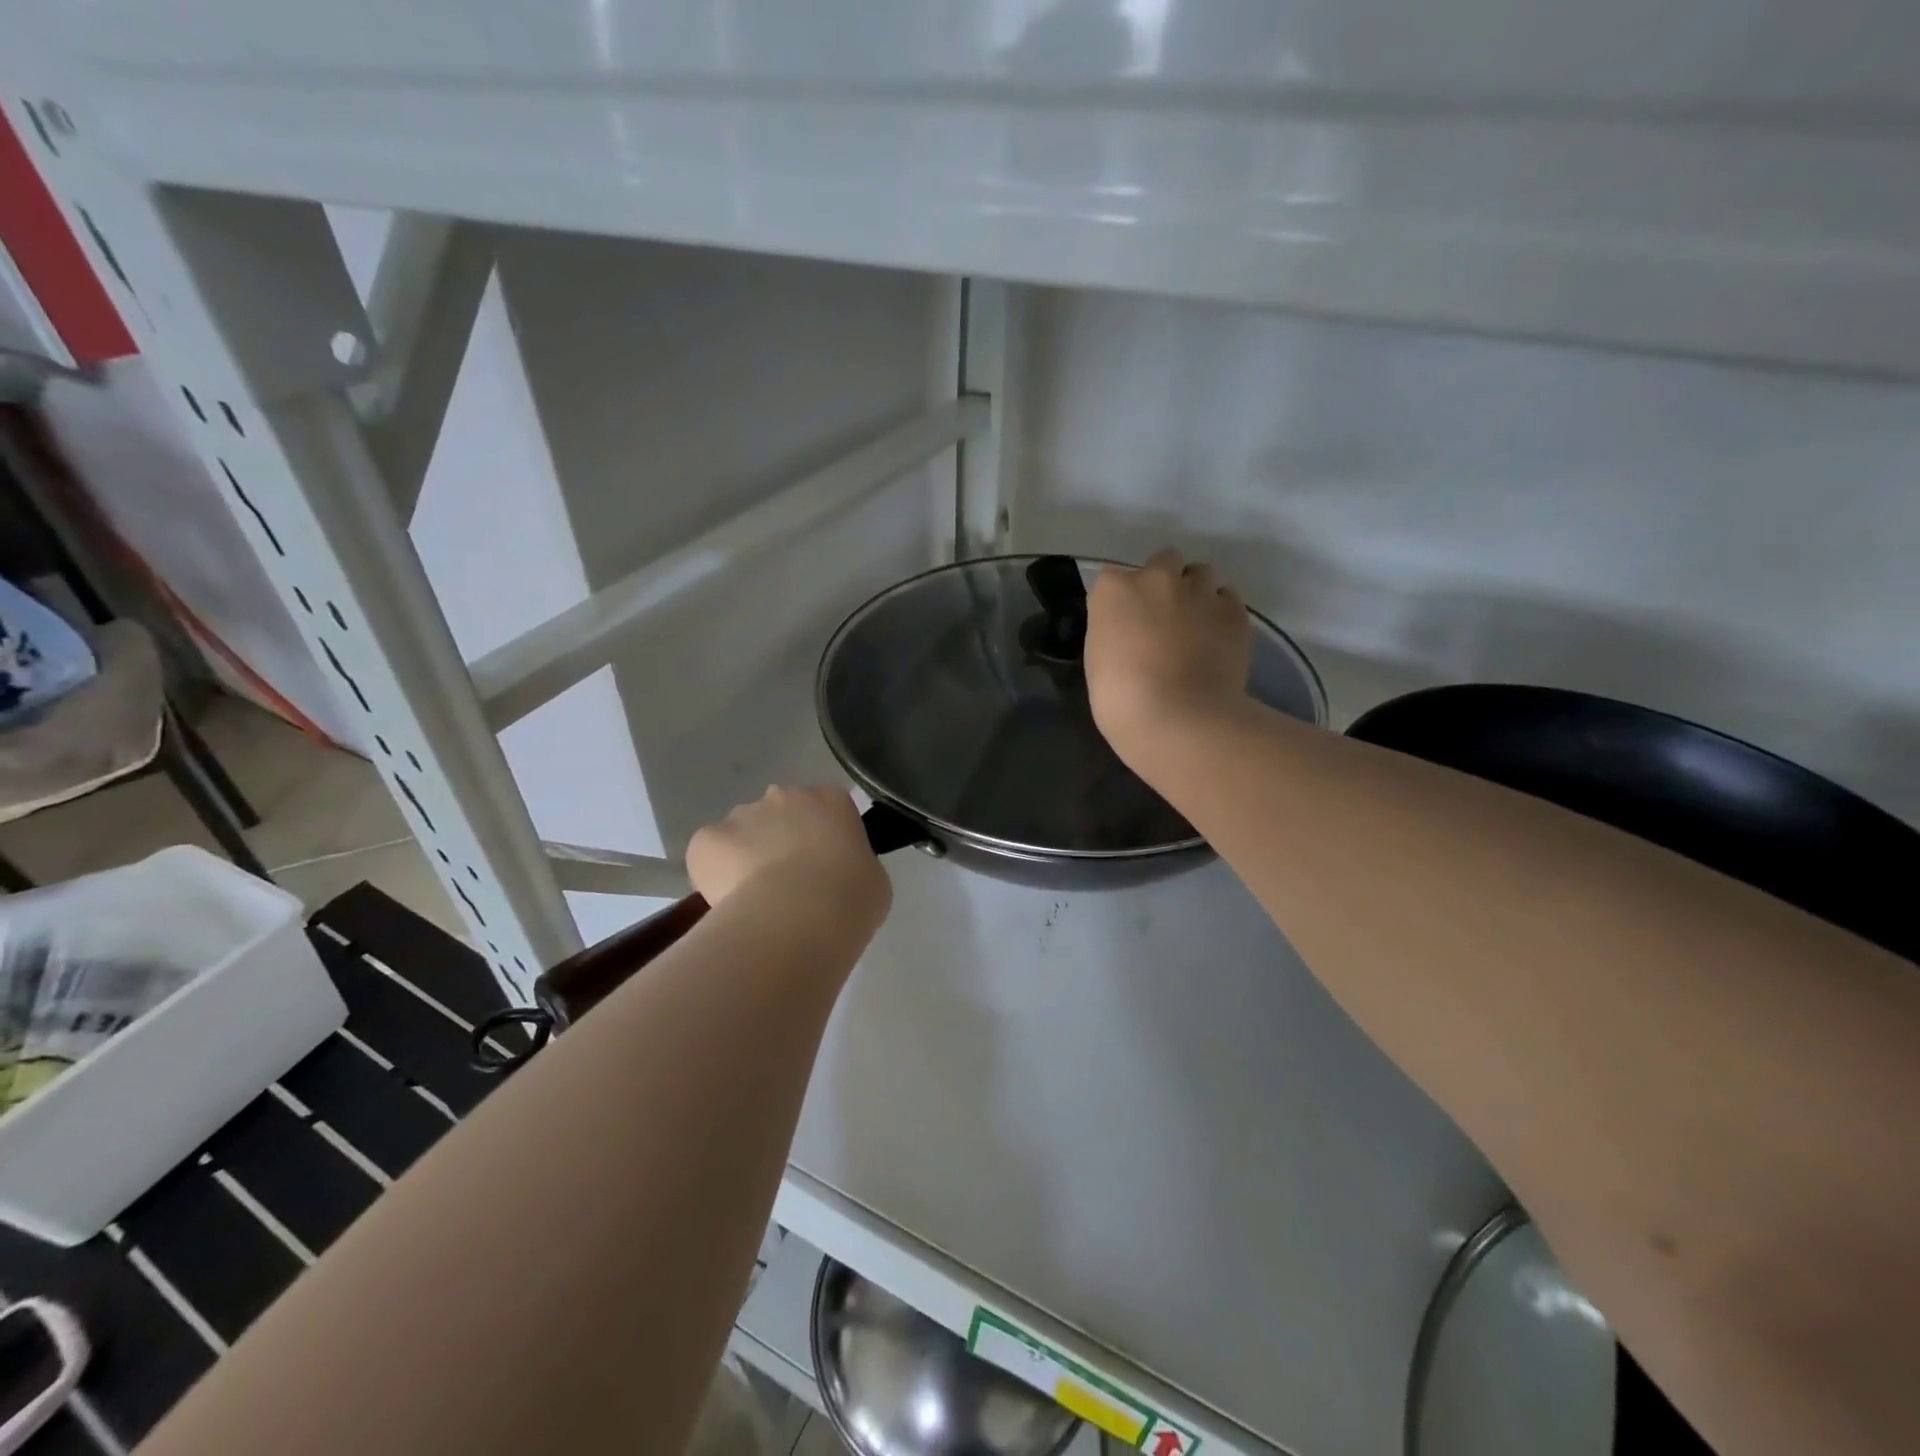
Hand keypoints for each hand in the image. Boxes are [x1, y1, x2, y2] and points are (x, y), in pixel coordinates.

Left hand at [687, 785, 891, 926]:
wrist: (798, 917)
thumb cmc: (849, 897)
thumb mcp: (872, 879)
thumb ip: (853, 864)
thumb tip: (837, 874)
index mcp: (831, 799)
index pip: (826, 807)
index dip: (822, 837)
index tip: (824, 866)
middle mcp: (785, 795)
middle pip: (780, 813)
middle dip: (780, 841)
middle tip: (789, 884)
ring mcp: (742, 814)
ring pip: (742, 833)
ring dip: (747, 857)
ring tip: (757, 901)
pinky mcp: (707, 839)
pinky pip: (709, 854)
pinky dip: (715, 874)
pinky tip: (730, 902)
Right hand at [1086, 548, 1251, 758]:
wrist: (1179, 719)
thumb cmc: (1121, 698)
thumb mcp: (1098, 659)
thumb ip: (1114, 631)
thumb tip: (1132, 629)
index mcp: (1114, 589)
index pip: (1113, 580)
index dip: (1122, 602)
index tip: (1124, 625)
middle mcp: (1157, 577)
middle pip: (1163, 561)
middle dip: (1164, 583)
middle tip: (1162, 619)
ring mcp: (1200, 591)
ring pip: (1200, 575)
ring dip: (1196, 593)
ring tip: (1195, 628)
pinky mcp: (1234, 611)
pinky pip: (1227, 600)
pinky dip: (1221, 614)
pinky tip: (1217, 641)